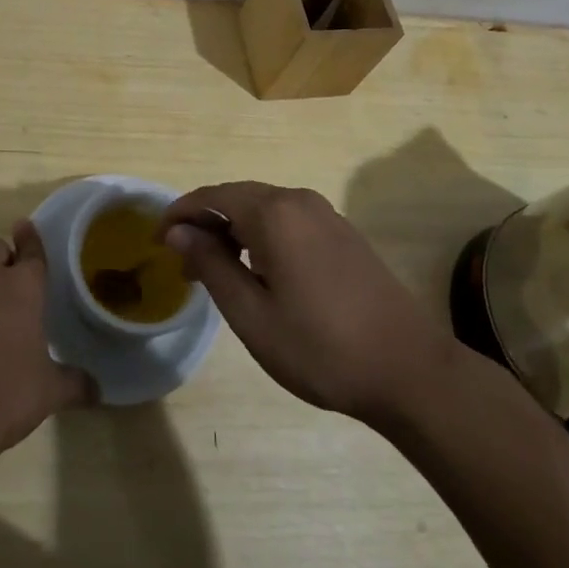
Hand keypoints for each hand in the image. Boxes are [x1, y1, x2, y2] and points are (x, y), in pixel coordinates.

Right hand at [161, 182, 457, 424]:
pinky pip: (287, 220)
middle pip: (236, 197)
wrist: (411, 371)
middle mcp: (298, 201)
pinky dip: (261, 236)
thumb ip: (210, 265)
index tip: (157, 242)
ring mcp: (325, 215)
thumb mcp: (252, 315)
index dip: (179, 214)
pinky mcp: (342, 233)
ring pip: (263, 208)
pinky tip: (259, 272)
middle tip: (183, 263)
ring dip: (233, 230)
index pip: (211, 196)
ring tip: (216, 272)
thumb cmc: (321, 348)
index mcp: (273, 213)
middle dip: (204, 223)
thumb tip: (177, 232)